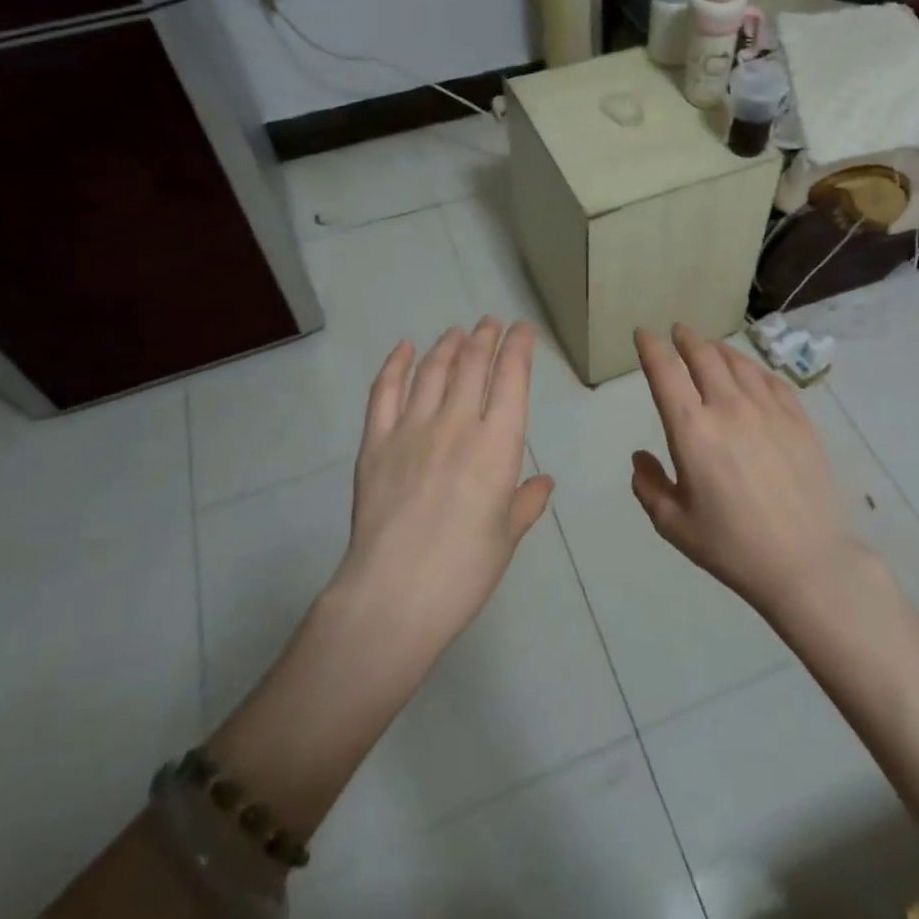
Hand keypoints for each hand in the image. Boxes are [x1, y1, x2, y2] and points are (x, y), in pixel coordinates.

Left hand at [333, 318, 553, 660]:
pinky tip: (404, 349)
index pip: (511, 378)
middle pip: (471, 365)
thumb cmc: (463, 571)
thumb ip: (526, 502)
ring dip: (447, 345)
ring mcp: (411, 429)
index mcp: (497, 444)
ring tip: (457, 332)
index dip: (518, 347)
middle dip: (484, 338)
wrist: (394, 595)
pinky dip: (395, 365)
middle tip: (489, 323)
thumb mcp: (506, 537)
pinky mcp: (375, 443)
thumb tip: (543, 482)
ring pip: (432, 370)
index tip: (522, 329)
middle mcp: (456, 424)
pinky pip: (385, 392)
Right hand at [631, 324, 869, 616]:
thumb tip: (640, 457)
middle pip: (703, 356)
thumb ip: (649, 486)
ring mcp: (768, 410)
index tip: (643, 334)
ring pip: (738, 362)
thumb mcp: (674, 524)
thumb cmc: (732, 546)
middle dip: (686, 338)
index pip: (665, 372)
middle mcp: (728, 408)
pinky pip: (770, 380)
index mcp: (692, 431)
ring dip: (718, 348)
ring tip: (710, 346)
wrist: (806, 561)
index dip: (651, 347)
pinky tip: (750, 372)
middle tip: (678, 331)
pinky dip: (752, 368)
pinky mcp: (798, 419)